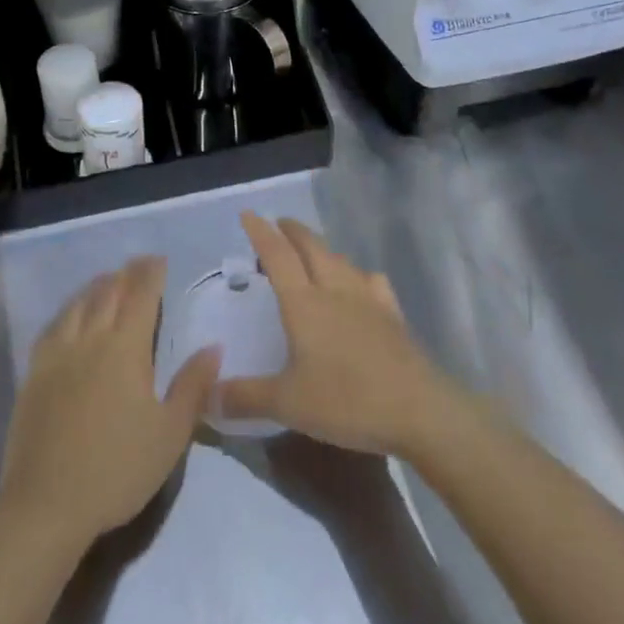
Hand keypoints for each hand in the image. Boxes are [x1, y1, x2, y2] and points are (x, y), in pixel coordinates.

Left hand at [0, 256, 218, 551]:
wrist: (47, 505)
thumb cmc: (118, 470)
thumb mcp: (170, 434)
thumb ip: (193, 386)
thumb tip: (214, 347)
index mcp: (126, 348)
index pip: (141, 296)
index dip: (151, 274)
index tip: (160, 260)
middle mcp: (91, 339)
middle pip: (109, 292)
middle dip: (126, 274)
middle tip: (138, 265)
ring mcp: (58, 354)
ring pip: (79, 304)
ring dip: (97, 286)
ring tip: (108, 281)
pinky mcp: (34, 373)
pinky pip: (53, 326)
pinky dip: (68, 310)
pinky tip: (71, 315)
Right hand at [217, 213, 462, 457]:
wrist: (418, 409)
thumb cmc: (346, 401)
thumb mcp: (288, 403)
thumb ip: (245, 397)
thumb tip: (206, 396)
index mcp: (304, 303)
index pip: (277, 256)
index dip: (261, 233)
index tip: (248, 214)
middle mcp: (334, 289)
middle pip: (311, 247)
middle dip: (292, 231)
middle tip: (278, 225)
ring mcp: (367, 299)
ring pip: (340, 260)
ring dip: (322, 249)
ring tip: (312, 253)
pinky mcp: (392, 314)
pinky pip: (371, 282)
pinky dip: (358, 275)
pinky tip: (361, 284)